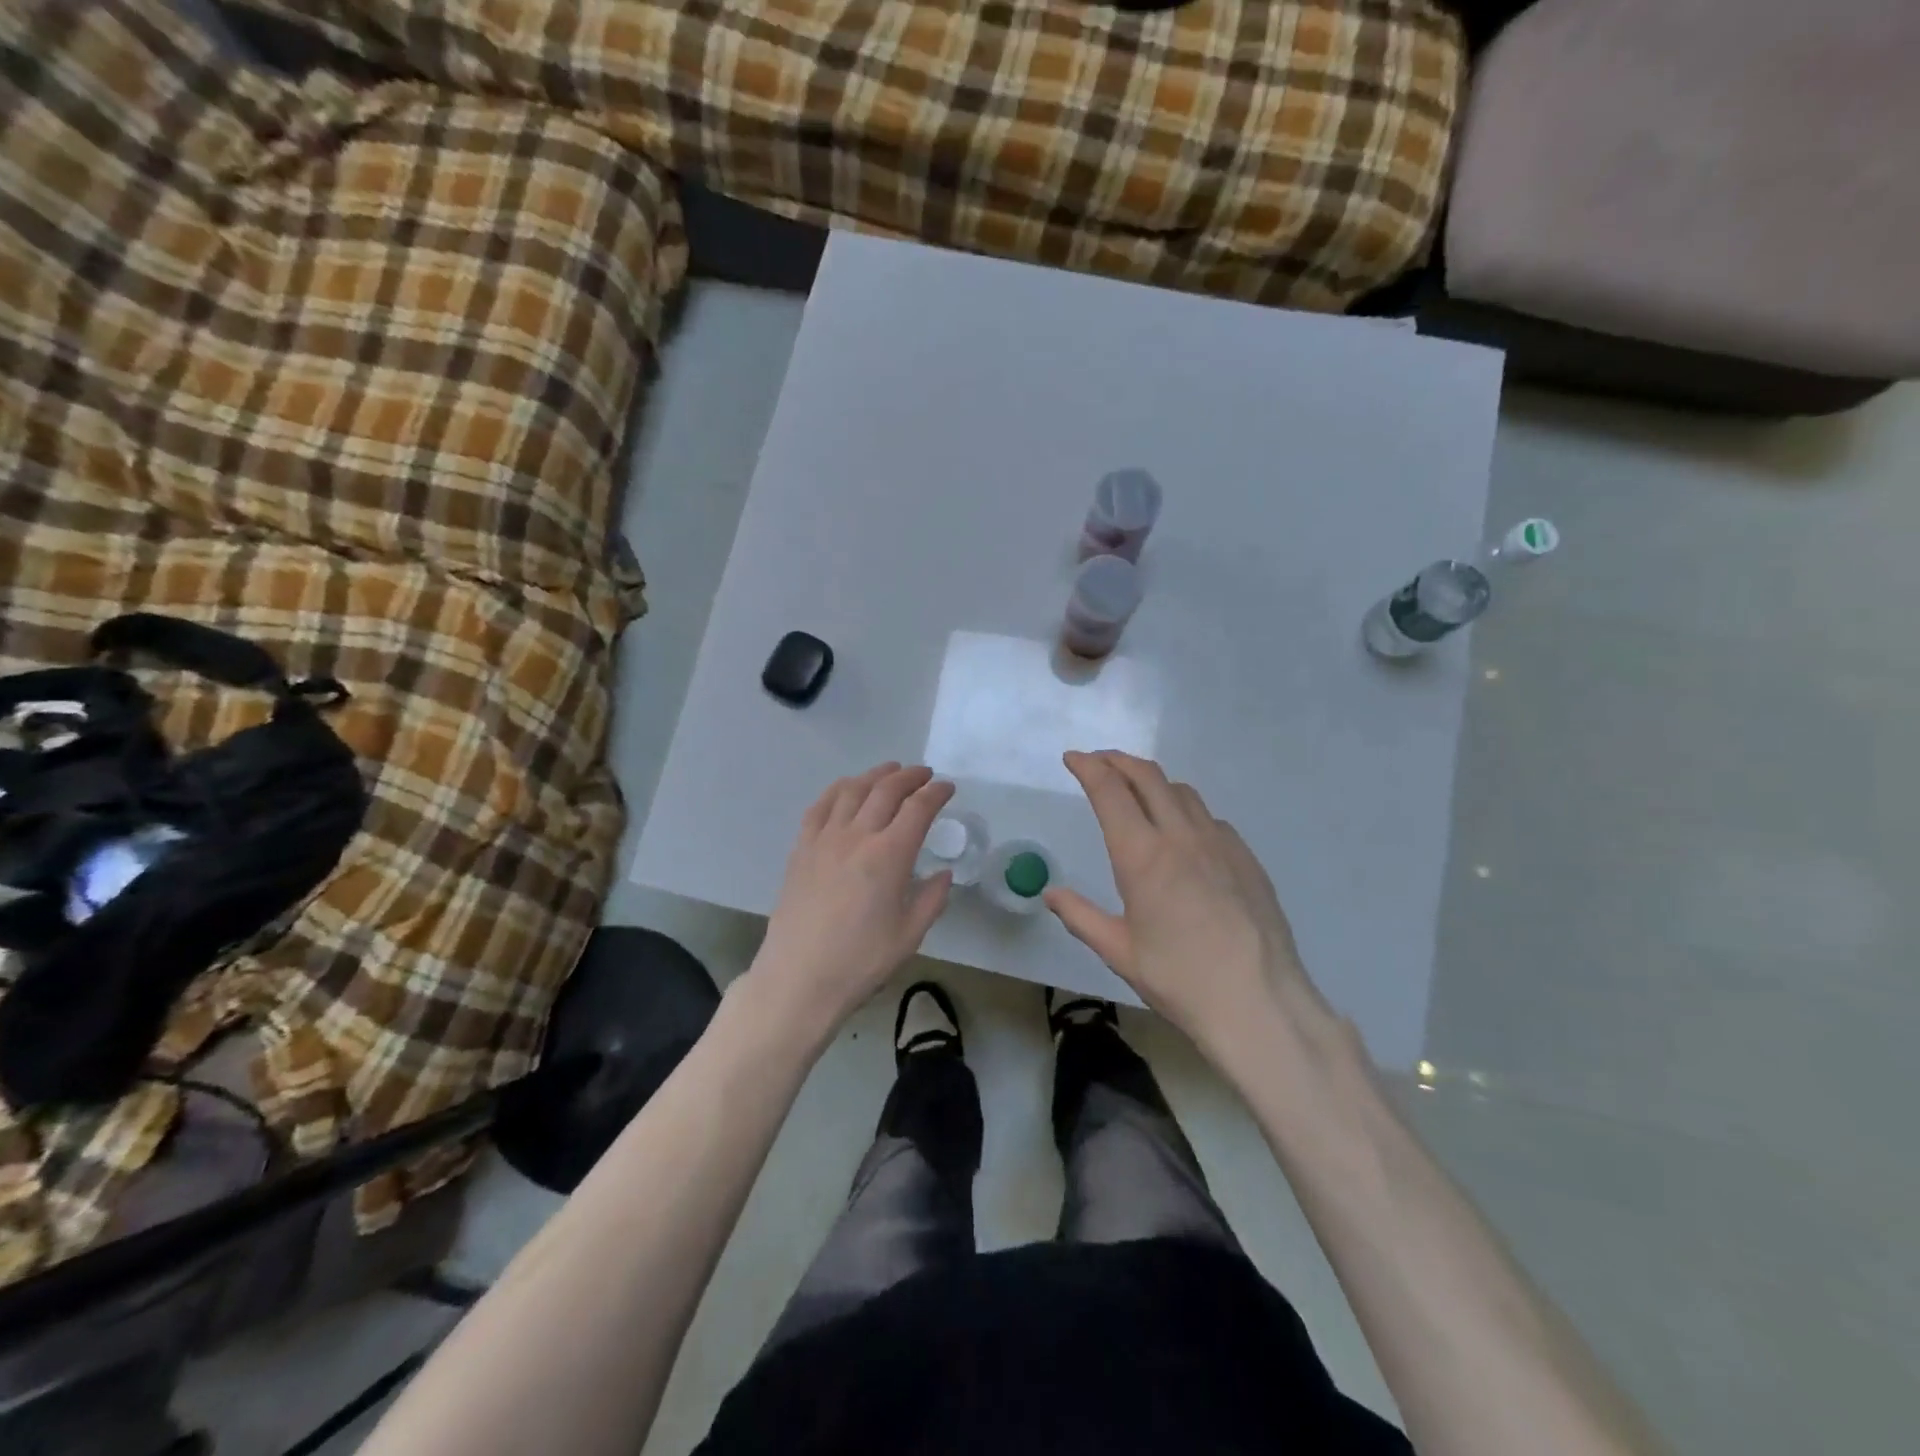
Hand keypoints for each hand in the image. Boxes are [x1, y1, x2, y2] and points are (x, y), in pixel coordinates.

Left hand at [747, 763, 955, 1036]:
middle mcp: (857, 836)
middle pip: (886, 790)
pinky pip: (820, 807)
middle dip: (910, 777)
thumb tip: (943, 874)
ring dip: (875, 775)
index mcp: (889, 856)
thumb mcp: (909, 935)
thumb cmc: (860, 962)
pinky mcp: (801, 849)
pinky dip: (837, 789)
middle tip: (924, 775)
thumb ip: (932, 899)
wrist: (799, 978)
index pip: (918, 808)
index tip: (948, 789)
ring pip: (852, 790)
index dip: (936, 793)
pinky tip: (846, 789)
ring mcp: (824, 839)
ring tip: (890, 771)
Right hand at [1045, 751, 1336, 1059]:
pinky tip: (1182, 833)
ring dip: (1152, 781)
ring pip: (1182, 791)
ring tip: (1137, 792)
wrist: (1259, 1003)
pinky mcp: (1246, 858)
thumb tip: (1050, 894)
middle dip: (1117, 760)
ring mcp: (1219, 843)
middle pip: (1147, 776)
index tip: (1073, 758)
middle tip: (1098, 761)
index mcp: (1142, 855)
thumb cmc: (1180, 979)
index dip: (1088, 767)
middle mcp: (1180, 836)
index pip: (1110, 791)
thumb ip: (1080, 916)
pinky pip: (1210, 817)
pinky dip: (1185, 809)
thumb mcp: (1119, 952)